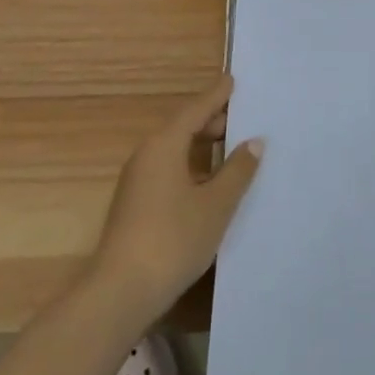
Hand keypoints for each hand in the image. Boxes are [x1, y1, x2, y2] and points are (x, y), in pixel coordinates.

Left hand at [88, 75, 262, 325]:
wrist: (119, 293)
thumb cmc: (173, 240)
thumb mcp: (215, 205)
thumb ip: (237, 171)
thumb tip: (254, 141)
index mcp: (164, 145)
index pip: (195, 109)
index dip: (216, 96)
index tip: (232, 80)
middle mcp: (147, 155)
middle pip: (182, 127)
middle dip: (210, 121)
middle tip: (240, 120)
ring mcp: (137, 181)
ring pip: (174, 151)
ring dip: (200, 147)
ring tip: (229, 151)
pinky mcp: (134, 205)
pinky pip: (167, 170)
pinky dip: (190, 166)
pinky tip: (207, 185)